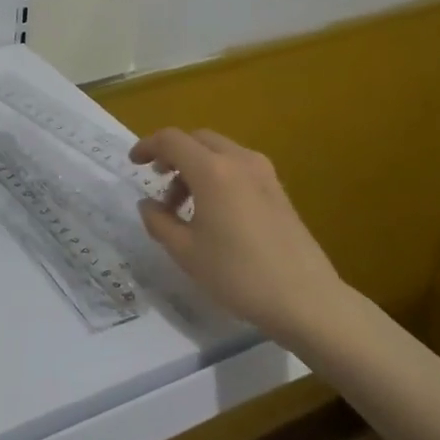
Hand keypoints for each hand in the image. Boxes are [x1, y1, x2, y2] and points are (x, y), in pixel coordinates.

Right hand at [129, 127, 350, 349]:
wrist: (306, 299)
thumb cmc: (238, 275)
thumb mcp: (185, 252)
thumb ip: (159, 221)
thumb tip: (147, 204)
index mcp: (212, 170)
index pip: (171, 140)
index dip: (147, 146)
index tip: (133, 164)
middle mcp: (238, 160)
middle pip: (197, 139)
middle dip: (173, 154)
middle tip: (159, 182)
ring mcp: (263, 173)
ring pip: (219, 151)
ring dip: (195, 166)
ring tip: (185, 205)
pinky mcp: (278, 189)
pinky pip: (238, 166)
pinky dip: (217, 174)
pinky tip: (214, 211)